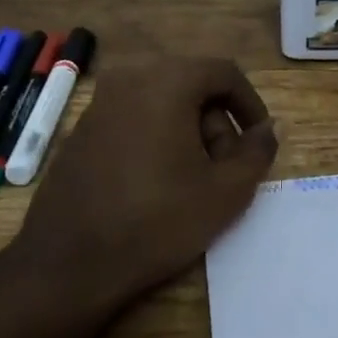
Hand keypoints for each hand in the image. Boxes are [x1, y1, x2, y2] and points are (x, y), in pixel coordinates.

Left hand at [5, 57, 277, 313]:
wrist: (68, 264)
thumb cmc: (156, 220)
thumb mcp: (226, 191)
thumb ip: (257, 152)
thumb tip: (269, 129)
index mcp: (167, 81)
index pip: (224, 72)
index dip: (250, 104)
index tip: (258, 140)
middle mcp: (130, 79)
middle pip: (192, 86)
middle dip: (217, 123)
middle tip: (225, 168)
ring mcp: (99, 104)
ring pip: (162, 102)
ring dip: (187, 132)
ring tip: (193, 181)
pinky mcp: (81, 131)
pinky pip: (133, 119)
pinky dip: (156, 138)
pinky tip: (156, 184)